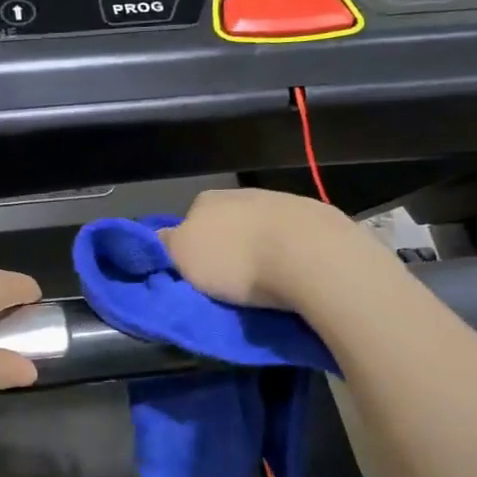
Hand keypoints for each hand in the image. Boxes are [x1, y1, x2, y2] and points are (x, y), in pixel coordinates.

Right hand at [160, 188, 357, 309]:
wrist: (311, 257)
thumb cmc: (236, 260)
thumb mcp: (183, 258)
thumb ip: (166, 245)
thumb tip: (158, 237)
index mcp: (207, 200)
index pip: (189, 221)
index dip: (191, 248)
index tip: (197, 274)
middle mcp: (244, 193)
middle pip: (227, 224)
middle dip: (228, 247)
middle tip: (230, 282)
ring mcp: (284, 202)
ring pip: (262, 229)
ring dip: (261, 250)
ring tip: (266, 283)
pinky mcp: (318, 218)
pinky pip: (294, 238)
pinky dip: (291, 253)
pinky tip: (294, 274)